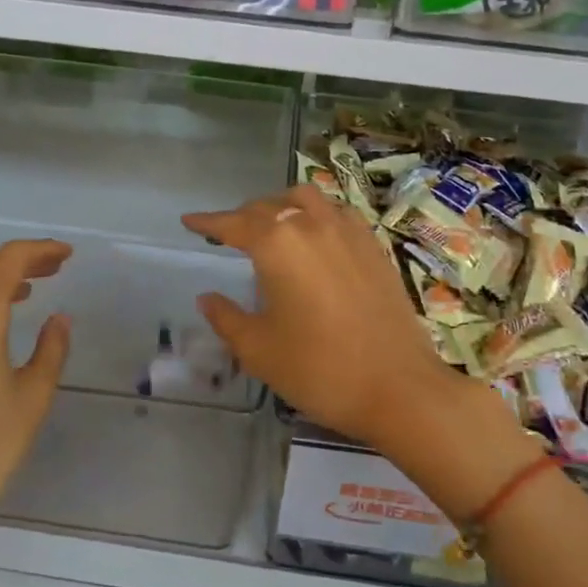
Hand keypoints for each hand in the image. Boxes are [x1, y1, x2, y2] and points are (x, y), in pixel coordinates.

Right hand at [182, 184, 461, 453]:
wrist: (399, 387)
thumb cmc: (319, 369)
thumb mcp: (259, 350)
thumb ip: (227, 317)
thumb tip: (207, 297)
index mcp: (277, 244)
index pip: (233, 224)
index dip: (208, 222)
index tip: (189, 221)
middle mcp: (312, 225)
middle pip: (268, 207)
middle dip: (242, 216)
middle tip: (227, 234)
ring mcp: (348, 231)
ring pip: (306, 199)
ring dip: (280, 206)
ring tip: (270, 226)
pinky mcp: (373, 245)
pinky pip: (336, 212)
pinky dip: (315, 213)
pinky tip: (315, 236)